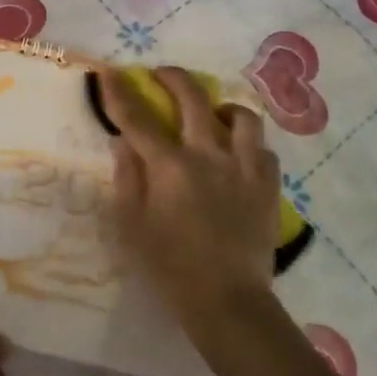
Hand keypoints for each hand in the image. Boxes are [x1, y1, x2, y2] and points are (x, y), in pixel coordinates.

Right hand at [101, 67, 281, 325]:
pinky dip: (249, 145)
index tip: (108, 71)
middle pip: (193, 97)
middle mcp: (208, 154)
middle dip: (173, 78)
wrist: (228, 304)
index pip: (138, 117)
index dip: (120, 91)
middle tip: (162, 75)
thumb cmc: (171, 267)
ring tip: (213, 115)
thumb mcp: (133, 226)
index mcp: (170, 166)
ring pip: (240, 116)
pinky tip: (239, 155)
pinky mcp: (267, 185)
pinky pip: (264, 149)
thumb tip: (124, 142)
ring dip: (222, 108)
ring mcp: (243, 167)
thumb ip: (127, 177)